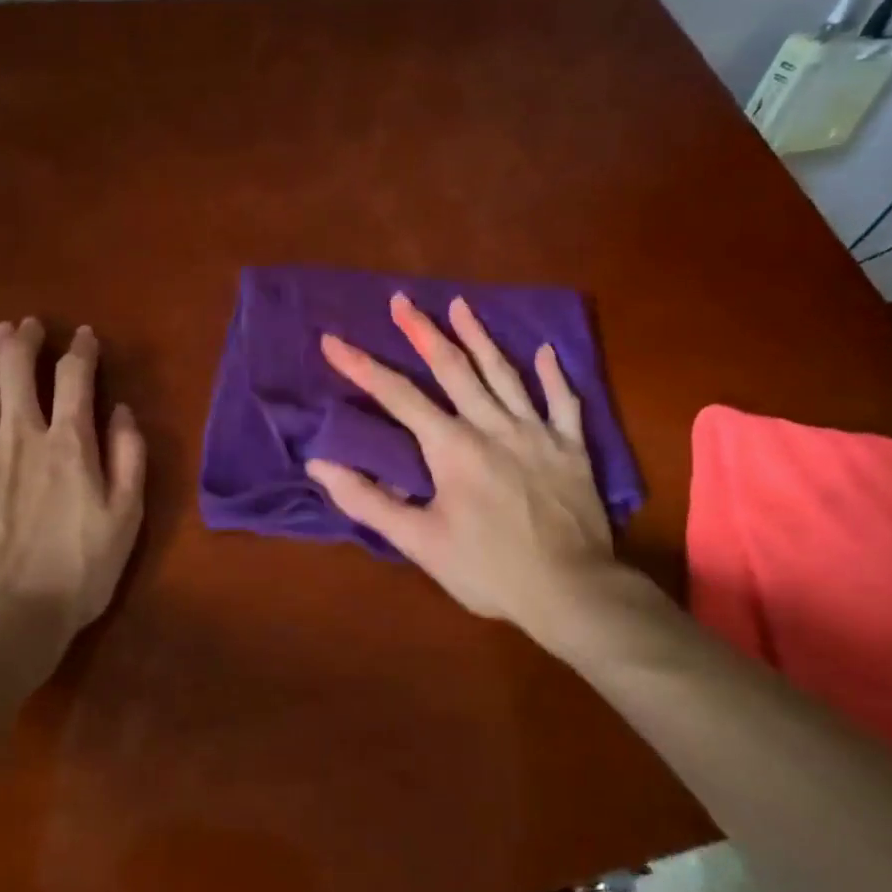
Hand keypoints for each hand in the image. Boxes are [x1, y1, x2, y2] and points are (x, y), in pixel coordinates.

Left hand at [0, 318, 145, 664]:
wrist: (4, 621)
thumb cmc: (77, 574)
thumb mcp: (126, 519)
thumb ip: (129, 459)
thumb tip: (122, 411)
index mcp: (69, 444)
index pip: (76, 378)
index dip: (82, 351)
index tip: (85, 336)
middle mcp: (21, 435)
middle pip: (19, 370)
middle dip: (26, 340)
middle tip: (30, 324)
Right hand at [306, 293, 639, 651]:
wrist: (572, 592)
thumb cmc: (488, 569)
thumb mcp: (419, 542)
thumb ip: (368, 501)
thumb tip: (319, 465)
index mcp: (453, 447)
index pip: (398, 396)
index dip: (362, 366)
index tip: (333, 340)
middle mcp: (493, 426)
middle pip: (453, 368)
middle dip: (422, 332)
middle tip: (402, 299)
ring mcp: (537, 432)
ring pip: (504, 373)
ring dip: (480, 337)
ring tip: (461, 305)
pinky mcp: (571, 448)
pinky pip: (562, 402)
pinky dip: (552, 375)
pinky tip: (544, 350)